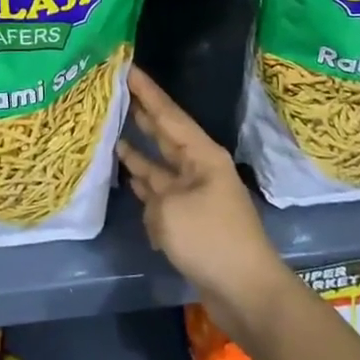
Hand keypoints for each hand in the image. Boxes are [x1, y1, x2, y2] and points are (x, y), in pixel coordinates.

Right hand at [118, 66, 292, 345]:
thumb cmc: (210, 240)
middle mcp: (199, 168)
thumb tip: (150, 196)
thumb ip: (152, 193)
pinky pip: (161, 193)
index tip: (127, 67)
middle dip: (142, 114)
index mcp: (201, 155)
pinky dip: (145, 184)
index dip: (147, 91)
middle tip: (116, 91)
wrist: (246, 292)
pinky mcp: (190, 220)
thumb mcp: (170, 210)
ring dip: (139, 150)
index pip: (168, 114)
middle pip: (165, 134)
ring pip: (160, 164)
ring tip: (113, 130)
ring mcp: (195, 194)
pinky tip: (128, 176)